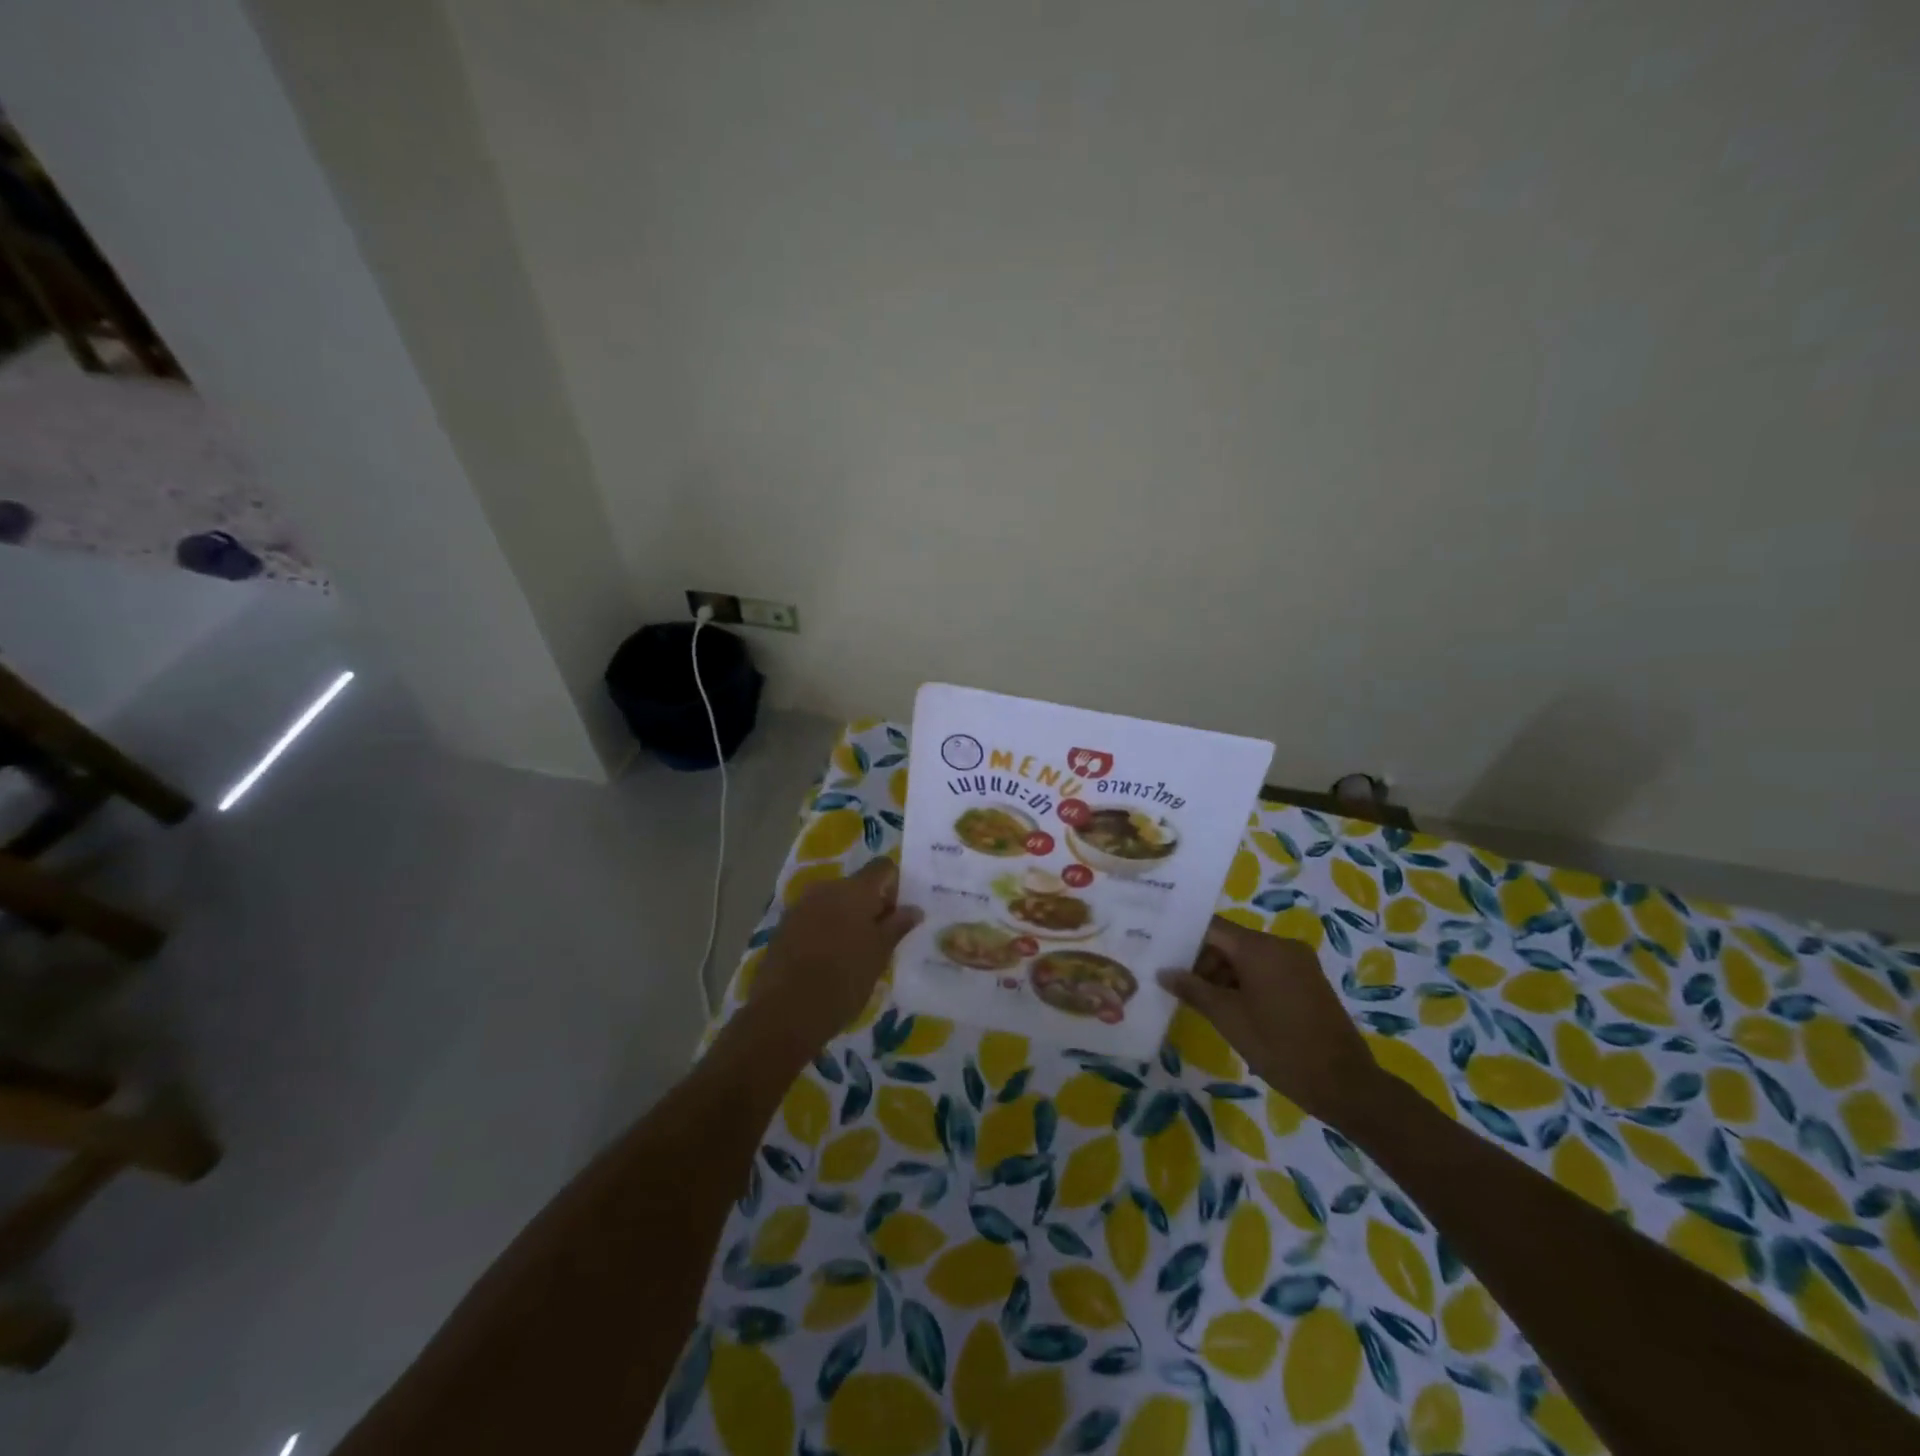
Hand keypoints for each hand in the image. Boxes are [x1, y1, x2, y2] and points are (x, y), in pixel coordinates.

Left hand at [747, 858, 922, 1057]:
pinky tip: (828, 960)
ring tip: (853, 953)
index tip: (896, 918)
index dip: (895, 887)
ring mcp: (801, 905)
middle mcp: (826, 888)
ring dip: (847, 918)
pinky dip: (826, 929)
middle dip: (870, 905)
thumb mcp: (879, 955)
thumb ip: (897, 926)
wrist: (785, 1012)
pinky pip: (814, 917)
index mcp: (854, 889)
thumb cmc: (843, 980)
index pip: (883, 867)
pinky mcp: (784, 925)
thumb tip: (914, 908)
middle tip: (878, 940)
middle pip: (857, 884)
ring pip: (834, 901)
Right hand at [1159, 916, 1383, 1125]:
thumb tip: (1163, 972)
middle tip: (1178, 984)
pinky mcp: (1308, 980)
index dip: (1184, 938)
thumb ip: (1193, 990)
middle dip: (1202, 960)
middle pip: (1230, 941)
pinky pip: (1267, 969)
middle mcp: (1281, 945)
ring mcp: (1298, 962)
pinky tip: (1231, 1007)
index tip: (1161, 952)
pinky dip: (1246, 981)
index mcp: (1260, 948)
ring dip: (1223, 974)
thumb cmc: (1280, 1048)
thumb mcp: (1229, 1019)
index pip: (1211, 927)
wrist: (1346, 1085)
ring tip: (1201, 1001)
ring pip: (1248, 956)